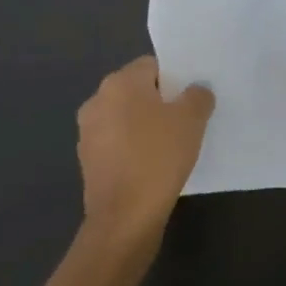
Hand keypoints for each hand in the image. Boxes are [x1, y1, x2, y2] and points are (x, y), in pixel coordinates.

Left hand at [77, 56, 213, 247]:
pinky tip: (153, 165)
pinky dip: (133, 148)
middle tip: (186, 119)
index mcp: (119, 82)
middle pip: (137, 91)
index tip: (191, 98)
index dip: (175, 79)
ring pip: (126, 118)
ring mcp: (88, 132)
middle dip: (160, 102)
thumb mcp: (192, 120)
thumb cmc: (158, 158)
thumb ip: (198, 96)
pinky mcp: (88, 161)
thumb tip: (196, 90)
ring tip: (172, 144)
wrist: (124, 219)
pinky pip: (117, 143)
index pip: (152, 65)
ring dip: (145, 126)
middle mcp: (98, 100)